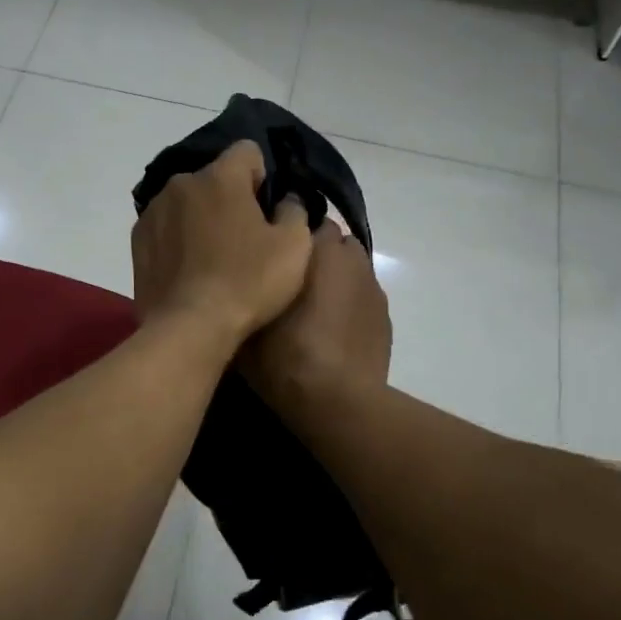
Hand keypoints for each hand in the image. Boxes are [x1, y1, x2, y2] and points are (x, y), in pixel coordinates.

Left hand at [131, 140, 312, 347]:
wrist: (190, 328)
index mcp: (220, 177)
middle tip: (244, 238)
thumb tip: (284, 201)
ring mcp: (153, 212)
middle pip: (214, 179)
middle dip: (230, 199)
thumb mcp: (295, 246)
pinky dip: (178, 239)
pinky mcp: (137, 241)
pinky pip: (166, 228)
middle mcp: (181, 183)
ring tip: (213, 258)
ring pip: (187, 203)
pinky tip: (189, 270)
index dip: (263, 177)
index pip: (247, 151)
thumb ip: (294, 210)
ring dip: (201, 218)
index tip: (267, 210)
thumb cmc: (249, 282)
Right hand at [241, 219, 390, 419]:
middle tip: (289, 278)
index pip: (303, 217)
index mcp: (314, 249)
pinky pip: (362, 295)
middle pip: (332, 240)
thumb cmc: (285, 357)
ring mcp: (372, 286)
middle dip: (314, 252)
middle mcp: (348, 258)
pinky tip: (333, 329)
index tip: (270, 251)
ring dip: (335, 276)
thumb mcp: (246, 327)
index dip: (287, 233)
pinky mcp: (384, 315)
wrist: (338, 402)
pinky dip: (349, 303)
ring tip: (313, 304)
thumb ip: (245, 293)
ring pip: (351, 266)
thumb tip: (236, 283)